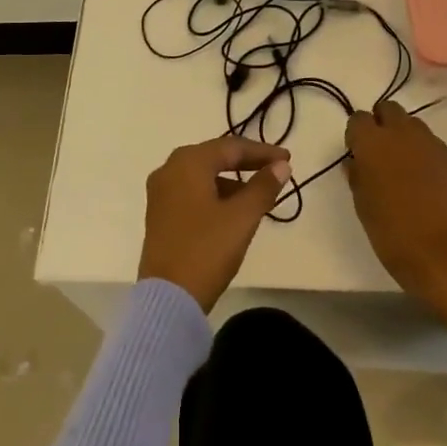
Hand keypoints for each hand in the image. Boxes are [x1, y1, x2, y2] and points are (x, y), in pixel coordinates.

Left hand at [138, 137, 291, 312]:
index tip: (288, 160)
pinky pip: (191, 192)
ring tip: (259, 194)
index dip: (262, 152)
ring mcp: (160, 192)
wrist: (168, 298)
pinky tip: (232, 211)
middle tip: (275, 169)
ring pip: (202, 175)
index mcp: (188, 162)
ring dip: (231, 181)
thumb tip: (281, 166)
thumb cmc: (207, 250)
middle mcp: (169, 169)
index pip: (231, 147)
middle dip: (246, 163)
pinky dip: (214, 194)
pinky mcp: (159, 214)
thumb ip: (263, 187)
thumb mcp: (242, 218)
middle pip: (214, 157)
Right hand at [345, 100, 446, 337]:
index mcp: (372, 141)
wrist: (439, 252)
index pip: (358, 118)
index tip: (358, 152)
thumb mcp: (361, 202)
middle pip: (389, 109)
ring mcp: (431, 143)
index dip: (357, 134)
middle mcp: (402, 133)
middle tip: (382, 151)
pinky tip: (429, 183)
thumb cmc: (389, 230)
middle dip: (382, 123)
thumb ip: (357, 174)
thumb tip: (357, 162)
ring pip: (414, 125)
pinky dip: (428, 156)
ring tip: (407, 166)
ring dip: (406, 137)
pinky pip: (436, 147)